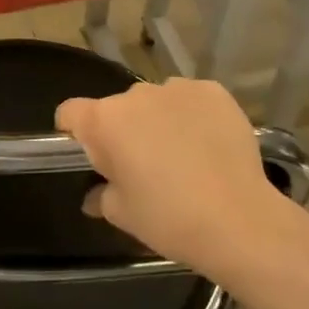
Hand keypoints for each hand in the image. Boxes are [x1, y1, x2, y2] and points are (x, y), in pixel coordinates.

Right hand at [56, 78, 292, 283]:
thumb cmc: (168, 219)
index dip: (73, 132)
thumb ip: (101, 196)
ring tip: (181, 156)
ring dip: (158, 121)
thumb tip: (96, 195)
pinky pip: (191, 100)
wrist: (238, 220)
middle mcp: (136, 94)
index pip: (70, 113)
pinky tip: (208, 146)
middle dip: (123, 130)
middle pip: (117, 108)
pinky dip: (193, 116)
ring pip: (156, 102)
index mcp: (104, 121)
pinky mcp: (214, 92)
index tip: (90, 156)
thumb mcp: (121, 214)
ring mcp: (178, 89)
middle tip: (141, 166)